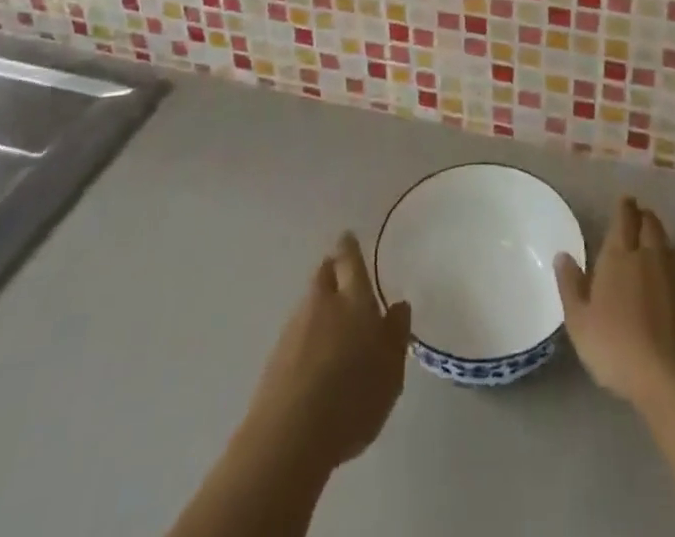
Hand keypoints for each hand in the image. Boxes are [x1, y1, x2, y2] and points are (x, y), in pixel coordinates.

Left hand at [240, 233, 412, 473]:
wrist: (289, 438)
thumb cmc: (352, 399)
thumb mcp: (391, 371)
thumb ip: (396, 334)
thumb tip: (398, 305)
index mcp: (354, 299)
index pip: (350, 260)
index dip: (350, 247)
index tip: (348, 237)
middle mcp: (322, 303)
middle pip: (324, 274)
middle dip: (332, 269)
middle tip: (342, 274)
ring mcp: (294, 328)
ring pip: (309, 302)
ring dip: (320, 304)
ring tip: (333, 323)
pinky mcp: (275, 356)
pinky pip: (297, 331)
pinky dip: (307, 334)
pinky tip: (315, 356)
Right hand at [555, 197, 674, 412]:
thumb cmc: (619, 348)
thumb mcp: (580, 323)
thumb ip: (570, 286)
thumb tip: (562, 255)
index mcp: (620, 255)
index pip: (624, 218)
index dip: (624, 207)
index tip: (624, 201)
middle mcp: (650, 256)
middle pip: (650, 224)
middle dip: (643, 217)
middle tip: (637, 217)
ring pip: (669, 244)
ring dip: (660, 238)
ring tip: (653, 244)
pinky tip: (670, 282)